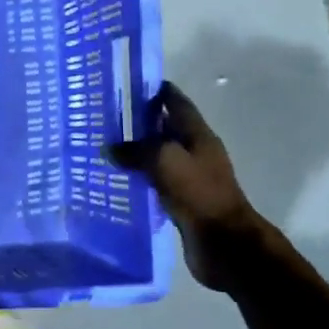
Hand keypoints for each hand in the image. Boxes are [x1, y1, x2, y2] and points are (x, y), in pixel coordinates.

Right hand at [109, 82, 267, 291]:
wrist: (224, 242)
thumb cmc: (199, 193)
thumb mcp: (165, 161)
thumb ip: (136, 150)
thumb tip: (110, 148)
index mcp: (198, 135)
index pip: (176, 102)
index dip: (155, 91)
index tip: (126, 86)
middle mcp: (195, 152)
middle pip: (165, 129)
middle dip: (139, 122)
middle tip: (105, 119)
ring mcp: (189, 178)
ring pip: (158, 157)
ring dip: (137, 151)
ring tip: (105, 148)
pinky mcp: (181, 201)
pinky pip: (155, 181)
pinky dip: (138, 177)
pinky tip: (117, 180)